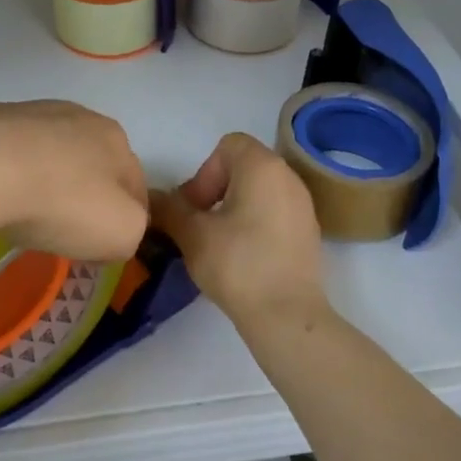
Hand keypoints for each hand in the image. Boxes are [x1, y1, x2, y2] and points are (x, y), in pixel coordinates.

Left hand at [0, 101, 148, 262]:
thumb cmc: (62, 202)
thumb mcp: (122, 233)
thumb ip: (133, 231)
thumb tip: (116, 229)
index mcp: (116, 139)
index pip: (134, 184)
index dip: (126, 218)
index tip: (107, 246)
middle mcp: (77, 115)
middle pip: (90, 163)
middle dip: (83, 194)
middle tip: (66, 231)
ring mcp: (27, 112)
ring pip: (46, 154)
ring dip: (43, 180)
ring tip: (22, 215)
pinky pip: (2, 154)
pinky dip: (2, 174)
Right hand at [149, 133, 326, 330]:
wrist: (287, 315)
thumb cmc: (238, 265)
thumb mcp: (193, 235)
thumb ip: (169, 210)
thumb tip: (151, 198)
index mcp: (263, 167)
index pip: (227, 146)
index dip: (204, 173)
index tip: (196, 208)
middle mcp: (288, 177)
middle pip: (244, 166)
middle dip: (216, 190)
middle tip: (201, 225)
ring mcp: (303, 204)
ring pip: (260, 190)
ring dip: (234, 207)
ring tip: (219, 242)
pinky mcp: (308, 231)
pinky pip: (275, 212)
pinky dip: (256, 223)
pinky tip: (244, 256)